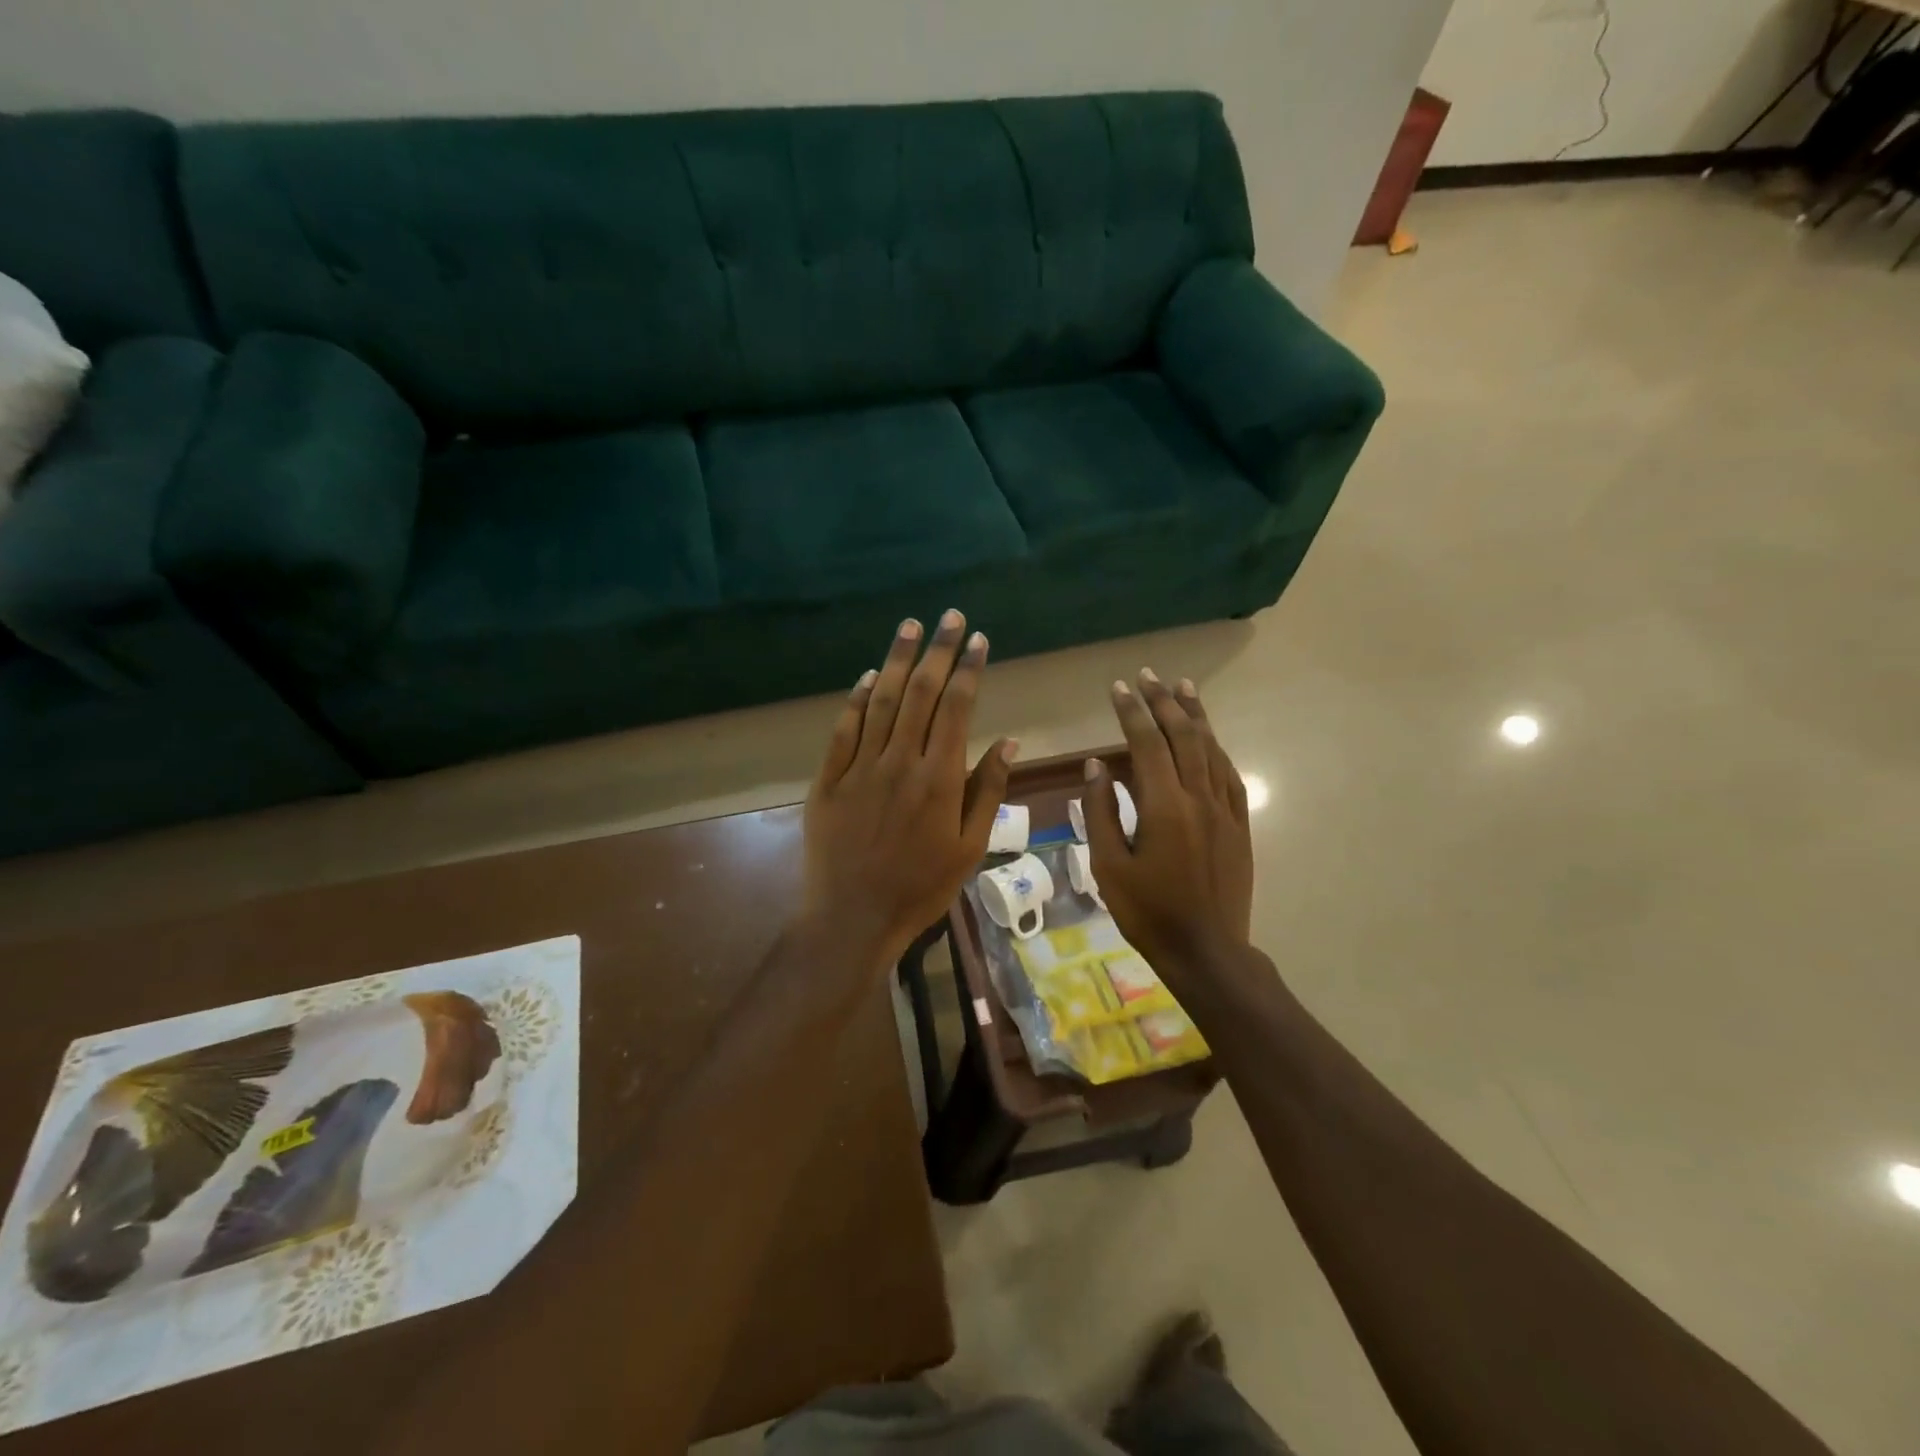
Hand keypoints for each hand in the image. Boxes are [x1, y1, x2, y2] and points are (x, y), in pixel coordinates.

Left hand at [802, 610, 1016, 967]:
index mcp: (939, 777)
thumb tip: (1008, 742)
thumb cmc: (920, 887)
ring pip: (880, 700)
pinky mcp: (828, 779)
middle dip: (938, 650)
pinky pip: (843, 729)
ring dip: (897, 659)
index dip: (969, 669)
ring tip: (910, 626)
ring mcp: (859, 767)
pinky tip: (867, 675)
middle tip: (948, 616)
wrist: (852, 917)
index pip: (957, 708)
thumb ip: (988, 790)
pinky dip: (855, 698)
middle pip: (920, 693)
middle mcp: (899, 761)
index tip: (978, 639)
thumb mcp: (970, 847)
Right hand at [1083, 670, 1253, 983]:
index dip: (1132, 712)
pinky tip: (1210, 738)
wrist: (1206, 949)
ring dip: (1195, 716)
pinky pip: (1229, 775)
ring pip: (1211, 749)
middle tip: (1148, 676)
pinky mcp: (1240, 825)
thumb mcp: (1109, 866)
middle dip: (1164, 702)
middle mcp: (1199, 798)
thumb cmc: (1148, 912)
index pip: (1147, 744)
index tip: (1119, 688)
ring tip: (1183, 688)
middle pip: (1183, 736)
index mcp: (1164, 807)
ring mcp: (1225, 810)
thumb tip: (1096, 766)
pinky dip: (1217, 749)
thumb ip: (1100, 812)